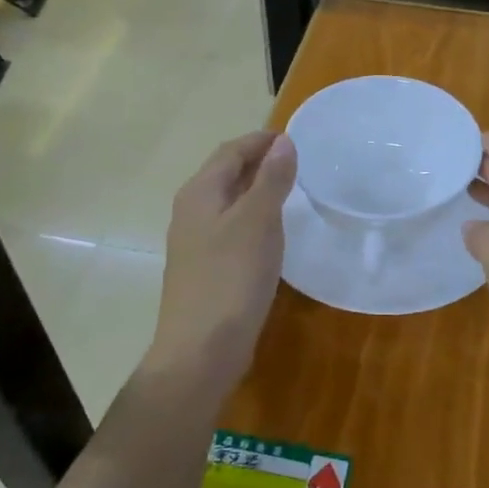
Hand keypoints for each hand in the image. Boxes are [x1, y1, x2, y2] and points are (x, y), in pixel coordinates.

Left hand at [148, 131, 296, 399]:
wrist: (200, 350)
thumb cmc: (231, 278)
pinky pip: (231, 227)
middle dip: (258, 161)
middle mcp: (192, 210)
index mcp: (200, 192)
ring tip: (290, 190)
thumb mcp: (258, 222)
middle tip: (296, 161)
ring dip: (256, 189)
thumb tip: (283, 142)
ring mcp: (195, 241)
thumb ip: (271, 180)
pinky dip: (252, 217)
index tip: (294, 137)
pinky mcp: (205, 267)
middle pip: (225, 173)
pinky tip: (271, 232)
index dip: (261, 140)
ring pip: (228, 201)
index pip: (231, 151)